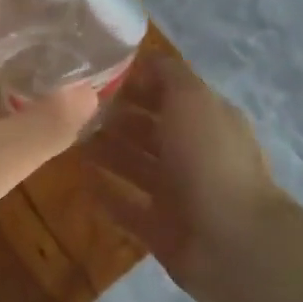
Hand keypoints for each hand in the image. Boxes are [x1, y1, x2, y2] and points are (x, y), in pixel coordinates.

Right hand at [86, 55, 286, 301]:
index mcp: (207, 118)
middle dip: (116, 116)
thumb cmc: (209, 158)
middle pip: (149, 128)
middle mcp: (194, 151)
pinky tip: (80, 179)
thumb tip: (143, 58)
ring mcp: (179, 193)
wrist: (233, 243)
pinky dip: (107, 193)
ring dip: (107, 151)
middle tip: (74, 108)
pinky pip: (128, 205)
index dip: (135, 81)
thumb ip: (167, 74)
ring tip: (69, 139)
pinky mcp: (162, 229)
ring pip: (136, 164)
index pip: (167, 91)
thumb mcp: (191, 98)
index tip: (95, 74)